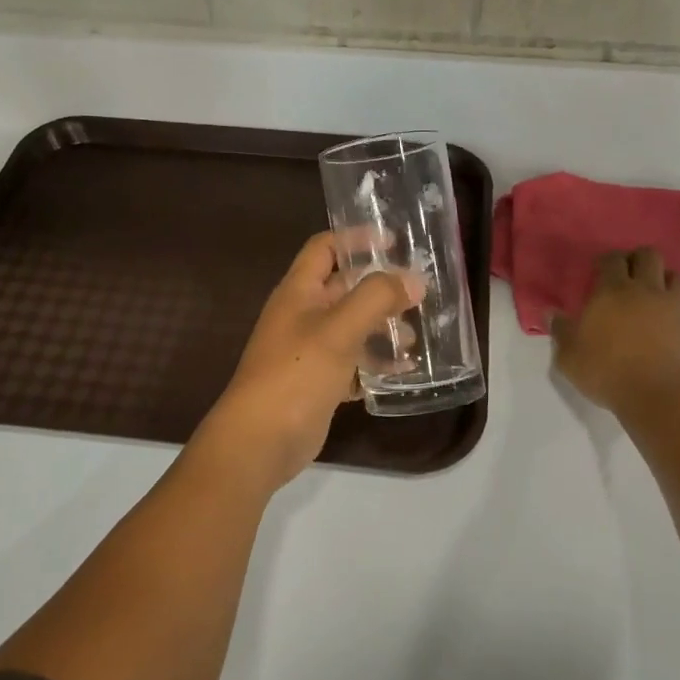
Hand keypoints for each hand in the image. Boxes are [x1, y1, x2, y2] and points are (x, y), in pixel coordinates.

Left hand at [199, 233, 424, 484]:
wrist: (260, 440)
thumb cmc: (296, 373)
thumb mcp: (339, 329)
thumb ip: (377, 298)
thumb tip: (413, 281)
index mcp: (298, 291)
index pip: (325, 248)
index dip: (356, 239)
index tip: (394, 242)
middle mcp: (302, 315)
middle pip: (344, 289)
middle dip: (380, 289)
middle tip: (419, 294)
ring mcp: (309, 351)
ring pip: (352, 328)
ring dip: (382, 329)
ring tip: (416, 337)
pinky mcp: (318, 383)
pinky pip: (353, 364)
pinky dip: (376, 364)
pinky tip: (404, 372)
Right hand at [551, 248, 679, 417]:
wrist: (658, 394)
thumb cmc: (606, 371)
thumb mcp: (568, 355)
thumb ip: (560, 331)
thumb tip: (551, 314)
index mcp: (612, 291)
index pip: (611, 260)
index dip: (607, 261)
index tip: (600, 270)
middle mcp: (647, 291)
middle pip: (649, 257)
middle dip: (640, 260)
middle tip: (632, 276)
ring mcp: (677, 309)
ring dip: (671, 283)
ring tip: (662, 297)